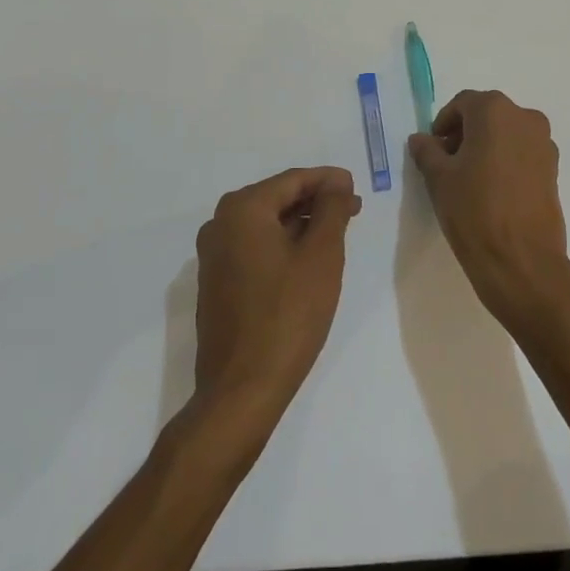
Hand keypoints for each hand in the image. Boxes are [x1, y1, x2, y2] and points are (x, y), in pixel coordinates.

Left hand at [194, 166, 361, 415]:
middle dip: (315, 202)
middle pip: (277, 199)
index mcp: (242, 209)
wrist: (241, 390)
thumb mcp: (321, 256)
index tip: (356, 187)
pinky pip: (255, 247)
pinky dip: (282, 244)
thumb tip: (336, 183)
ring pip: (266, 224)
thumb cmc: (287, 315)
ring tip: (336, 232)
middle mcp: (220, 223)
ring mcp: (213, 255)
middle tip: (352, 209)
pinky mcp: (216, 282)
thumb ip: (331, 210)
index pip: (293, 180)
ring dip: (301, 224)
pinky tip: (307, 258)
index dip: (328, 180)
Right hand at [406, 90, 569, 329]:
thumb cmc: (474, 211)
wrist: (522, 262)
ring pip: (507, 134)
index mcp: (494, 111)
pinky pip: (523, 154)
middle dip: (465, 134)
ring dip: (487, 147)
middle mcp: (524, 118)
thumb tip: (421, 139)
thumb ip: (427, 151)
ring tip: (470, 180)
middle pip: (487, 115)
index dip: (444, 124)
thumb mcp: (439, 179)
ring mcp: (544, 144)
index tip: (433, 149)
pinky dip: (506, 162)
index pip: (462, 104)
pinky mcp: (554, 170)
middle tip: (447, 164)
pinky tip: (492, 191)